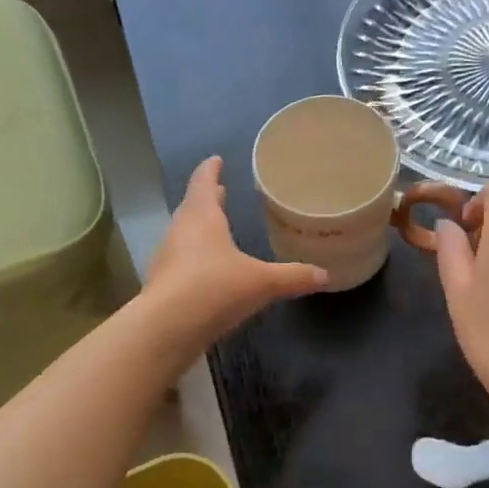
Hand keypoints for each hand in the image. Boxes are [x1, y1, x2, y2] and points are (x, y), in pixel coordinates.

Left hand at [143, 157, 327, 354]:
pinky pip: (181, 261)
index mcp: (202, 216)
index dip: (211, 169)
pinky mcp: (163, 284)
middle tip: (221, 190)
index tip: (216, 160)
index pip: (203, 181)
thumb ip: (293, 277)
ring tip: (217, 228)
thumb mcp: (262, 283)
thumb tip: (325, 275)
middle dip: (208, 198)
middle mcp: (180, 230)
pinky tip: (208, 270)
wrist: (167, 328)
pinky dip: (195, 257)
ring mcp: (167, 257)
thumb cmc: (215, 288)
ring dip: (200, 228)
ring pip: (185, 234)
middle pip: (193, 206)